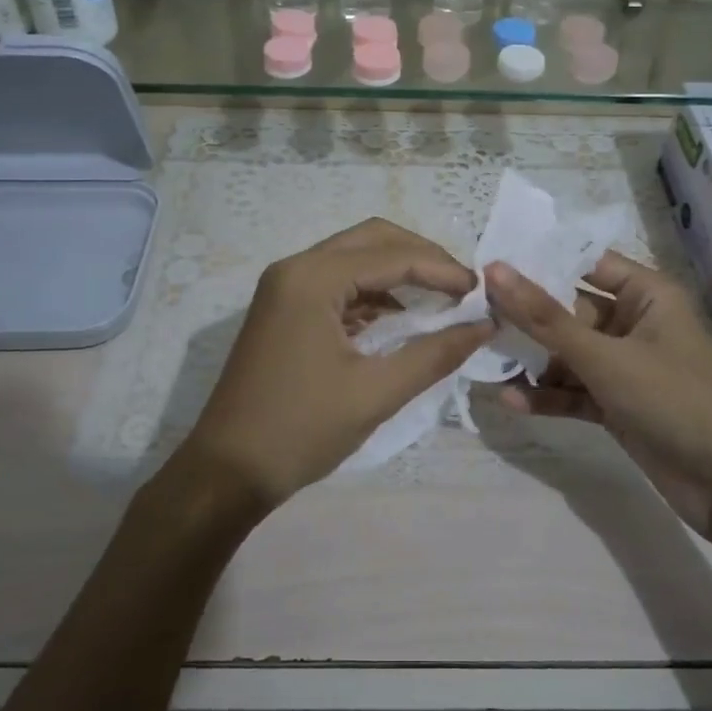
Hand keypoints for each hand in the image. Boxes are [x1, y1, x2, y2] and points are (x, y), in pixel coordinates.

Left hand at [177, 219, 492, 511]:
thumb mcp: (376, 393)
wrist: (227, 470)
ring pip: (354, 258)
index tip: (482, 292)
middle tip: (461, 287)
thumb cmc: (301, 430)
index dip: (443, 269)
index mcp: (313, 279)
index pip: (393, 256)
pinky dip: (373, 293)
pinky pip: (338, 283)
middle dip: (421, 257)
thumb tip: (484, 326)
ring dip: (398, 272)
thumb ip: (434, 354)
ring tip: (441, 301)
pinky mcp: (284, 309)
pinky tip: (401, 319)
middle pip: (372, 240)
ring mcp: (285, 287)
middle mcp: (295, 269)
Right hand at [486, 252, 711, 535]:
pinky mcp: (619, 404)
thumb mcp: (604, 357)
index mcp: (646, 294)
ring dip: (532, 362)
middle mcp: (635, 323)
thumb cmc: (674, 400)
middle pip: (570, 311)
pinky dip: (548, 396)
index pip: (585, 263)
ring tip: (483, 362)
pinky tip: (509, 401)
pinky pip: (575, 391)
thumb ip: (544, 317)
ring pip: (568, 354)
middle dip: (527, 320)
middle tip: (474, 319)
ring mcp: (627, 367)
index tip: (487, 266)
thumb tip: (494, 270)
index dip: (539, 263)